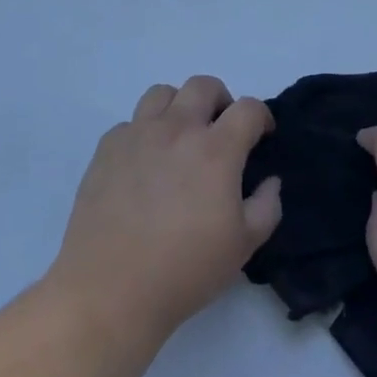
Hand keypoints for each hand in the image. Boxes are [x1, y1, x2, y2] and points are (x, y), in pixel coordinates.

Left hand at [48, 77, 281, 348]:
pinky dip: (144, 133)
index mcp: (216, 149)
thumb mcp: (244, 245)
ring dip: (180, 106)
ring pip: (162, 93)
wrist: (110, 290)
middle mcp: (177, 129)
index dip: (261, 116)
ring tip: (181, 137)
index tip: (262, 135)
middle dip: (221, 101)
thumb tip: (269, 180)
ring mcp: (138, 135)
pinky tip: (145, 164)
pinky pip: (130, 123)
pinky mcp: (106, 150)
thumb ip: (267, 205)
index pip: (248, 108)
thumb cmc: (185, 269)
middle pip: (203, 85)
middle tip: (221, 131)